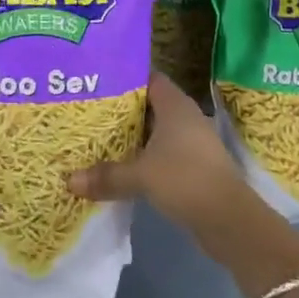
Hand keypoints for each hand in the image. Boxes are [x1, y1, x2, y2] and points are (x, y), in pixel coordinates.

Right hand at [66, 73, 246, 235]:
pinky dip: (144, 154)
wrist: (229, 220)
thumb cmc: (185, 180)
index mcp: (175, 104)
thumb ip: (106, 176)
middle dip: (122, 107)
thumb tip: (69, 181)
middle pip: (149, 103)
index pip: (148, 77)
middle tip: (90, 108)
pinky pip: (162, 151)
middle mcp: (185, 116)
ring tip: (99, 135)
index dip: (124, 76)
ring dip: (132, 134)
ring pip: (155, 129)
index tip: (97, 80)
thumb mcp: (141, 176)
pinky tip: (122, 164)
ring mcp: (192, 141)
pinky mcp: (194, 165)